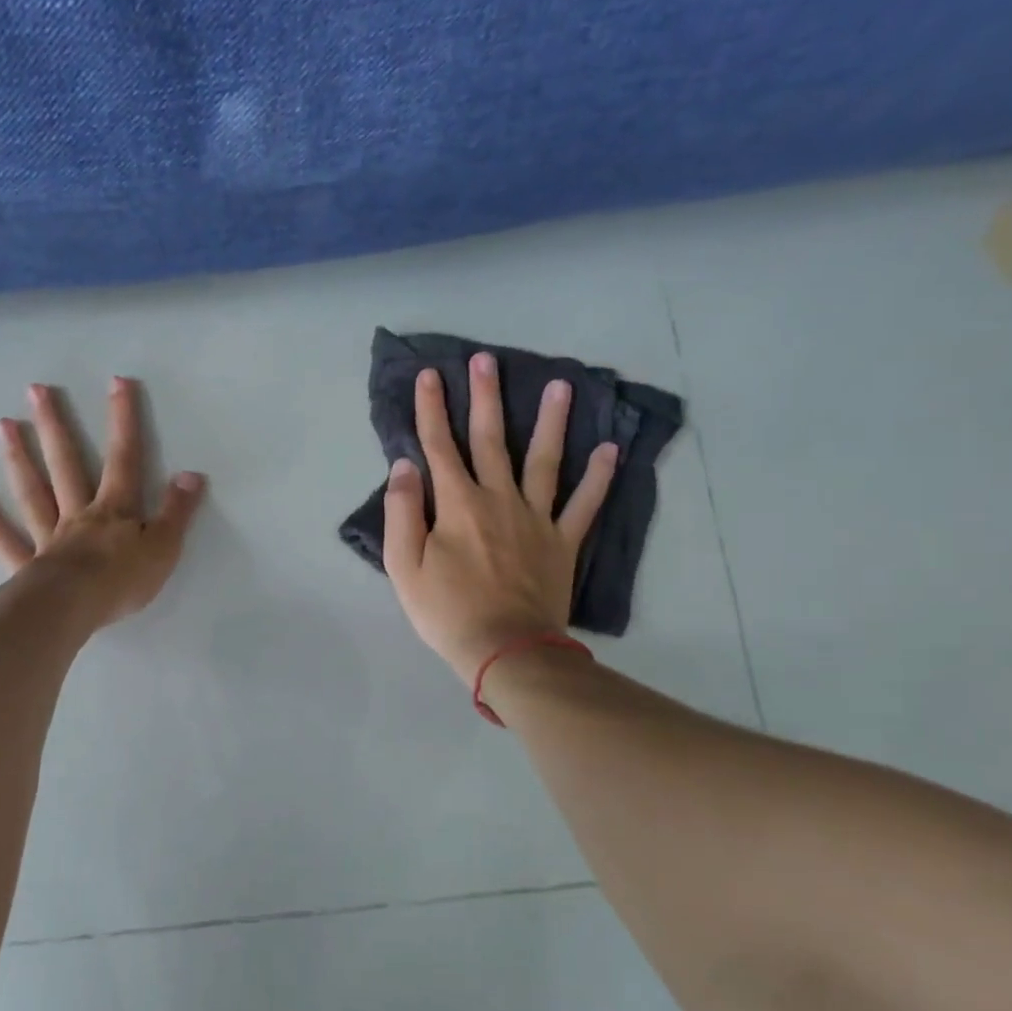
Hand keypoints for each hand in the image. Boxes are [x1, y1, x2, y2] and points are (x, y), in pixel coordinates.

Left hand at [0, 376, 205, 628]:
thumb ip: (177, 511)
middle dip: (55, 426)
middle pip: (66, 464)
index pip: (124, 458)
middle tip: (35, 390)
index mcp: (114, 509)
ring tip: (3, 424)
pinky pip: (5, 540)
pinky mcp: (27, 565)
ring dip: (19, 458)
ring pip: (33, 492)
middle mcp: (77, 514)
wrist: (73, 609)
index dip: (123, 421)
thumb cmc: (122, 580)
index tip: (117, 382)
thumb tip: (192, 474)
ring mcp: (48, 537)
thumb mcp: (164, 547)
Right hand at [383, 353, 616, 682]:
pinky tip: (609, 450)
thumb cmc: (446, 611)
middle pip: (491, 440)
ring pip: (544, 460)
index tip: (431, 375)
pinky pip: (584, 504)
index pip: (439, 446)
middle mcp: (498, 499)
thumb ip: (402, 512)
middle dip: (485, 397)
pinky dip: (598, 477)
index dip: (432, 409)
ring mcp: (536, 518)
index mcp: (457, 504)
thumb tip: (405, 465)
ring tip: (561, 385)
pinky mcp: (562, 542)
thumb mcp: (404, 566)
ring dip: (551, 421)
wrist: (506, 650)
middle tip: (486, 360)